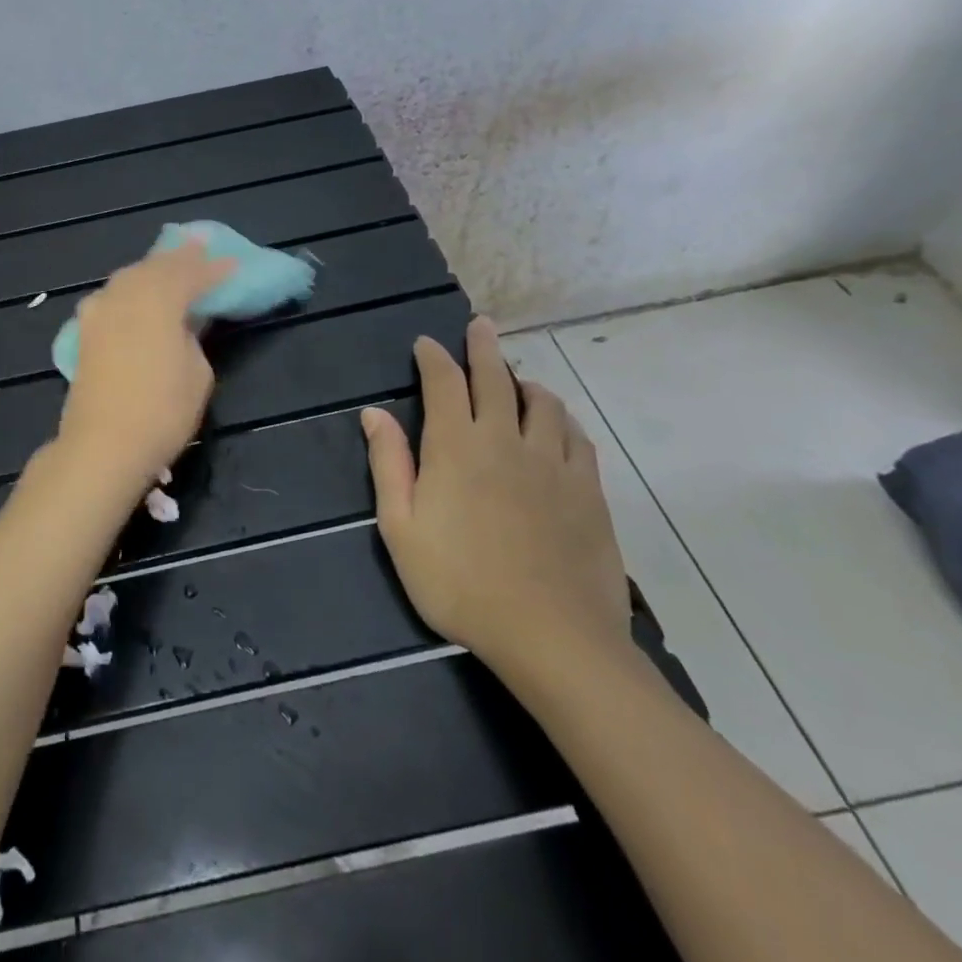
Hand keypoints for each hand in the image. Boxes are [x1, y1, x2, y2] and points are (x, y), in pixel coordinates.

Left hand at [56, 242, 236, 496]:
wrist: (102, 446)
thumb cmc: (161, 412)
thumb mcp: (197, 371)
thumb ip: (193, 335)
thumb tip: (184, 320)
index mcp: (158, 300)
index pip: (191, 274)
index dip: (214, 268)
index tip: (233, 263)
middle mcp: (124, 294)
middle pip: (156, 266)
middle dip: (181, 257)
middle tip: (201, 246)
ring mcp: (99, 310)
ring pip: (130, 276)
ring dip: (153, 269)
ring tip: (172, 264)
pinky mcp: (85, 330)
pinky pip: (113, 295)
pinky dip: (132, 288)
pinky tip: (139, 292)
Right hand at [363, 318, 631, 687]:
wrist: (550, 636)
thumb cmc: (459, 583)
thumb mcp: (401, 529)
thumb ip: (389, 464)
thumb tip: (374, 413)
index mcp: (456, 446)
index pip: (443, 383)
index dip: (433, 357)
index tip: (426, 343)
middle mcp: (505, 439)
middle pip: (495, 378)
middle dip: (483, 347)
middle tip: (480, 326)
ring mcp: (552, 462)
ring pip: (542, 402)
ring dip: (525, 382)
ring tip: (518, 379)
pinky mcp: (588, 489)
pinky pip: (576, 437)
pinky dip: (562, 419)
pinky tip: (558, 424)